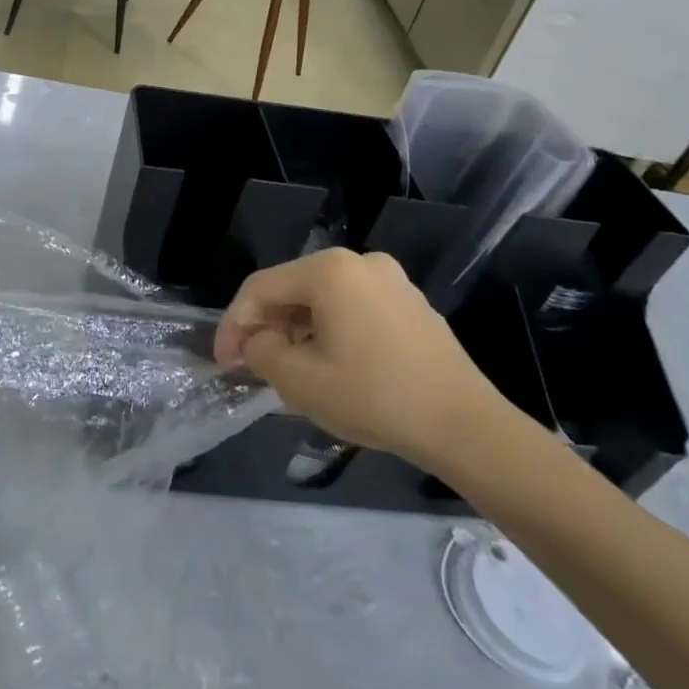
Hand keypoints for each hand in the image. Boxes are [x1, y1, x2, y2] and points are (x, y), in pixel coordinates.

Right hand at [213, 248, 508, 473]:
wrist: (465, 426)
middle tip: (253, 365)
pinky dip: (331, 332)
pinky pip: (354, 310)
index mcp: (330, 270)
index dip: (234, 323)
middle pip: (293, 290)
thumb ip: (261, 351)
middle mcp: (360, 262)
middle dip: (266, 326)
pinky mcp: (412, 305)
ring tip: (288, 369)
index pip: (261, 288)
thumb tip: (257, 342)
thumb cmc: (374, 396)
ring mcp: (392, 281)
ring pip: (324, 300)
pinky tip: (330, 365)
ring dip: (297, 330)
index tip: (224, 361)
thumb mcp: (299, 380)